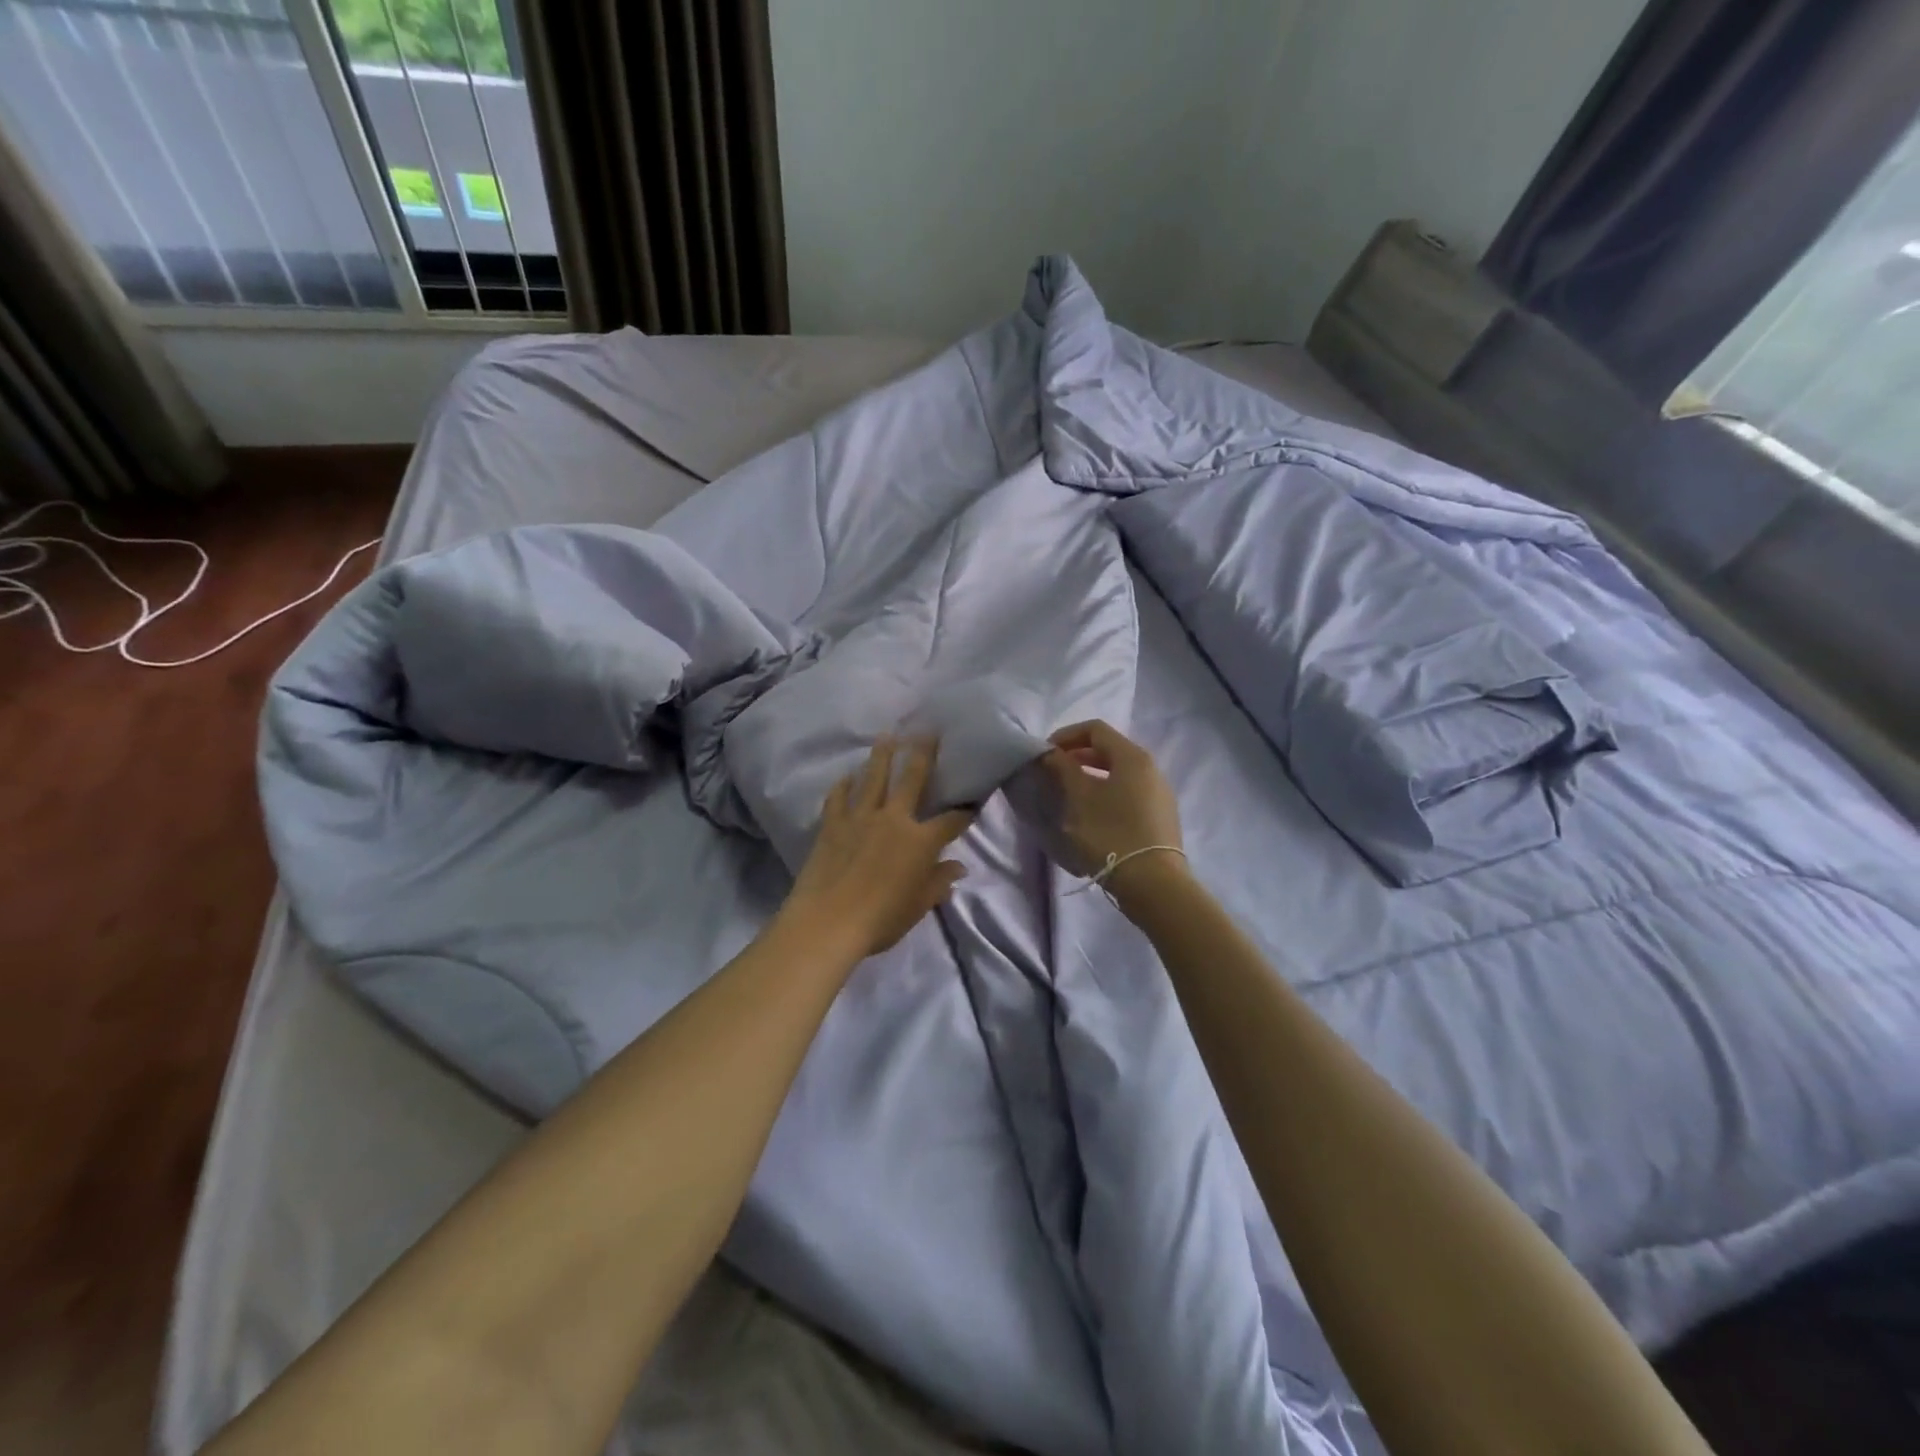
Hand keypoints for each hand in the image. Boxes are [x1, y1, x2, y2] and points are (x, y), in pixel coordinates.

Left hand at [782, 738, 974, 959]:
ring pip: (874, 777)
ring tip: (887, 735)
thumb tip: (958, 867)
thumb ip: (938, 883)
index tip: (973, 801)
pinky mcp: (832, 823)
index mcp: (920, 842)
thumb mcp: (918, 906)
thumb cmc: (880, 920)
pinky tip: (847, 775)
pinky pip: (839, 796)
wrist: (826, 922)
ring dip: (882, 754)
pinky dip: (844, 784)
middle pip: (912, 778)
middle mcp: (893, 819)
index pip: (951, 821)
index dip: (964, 811)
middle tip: (928, 730)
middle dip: (923, 753)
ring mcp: (860, 817)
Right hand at [1041, 720, 1183, 886]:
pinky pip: (1128, 792)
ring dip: (1091, 776)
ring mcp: (1159, 793)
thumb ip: (1063, 769)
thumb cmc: (1111, 834)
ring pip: (1119, 772)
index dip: (1066, 735)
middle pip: (1109, 749)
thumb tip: (1050, 753)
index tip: (1045, 753)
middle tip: (1052, 772)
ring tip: (1068, 794)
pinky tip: (1091, 814)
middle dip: (1077, 756)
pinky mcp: (1160, 816)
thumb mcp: (1080, 799)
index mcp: (1133, 757)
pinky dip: (1106, 792)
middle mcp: (1151, 768)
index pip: (1095, 729)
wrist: (1154, 884)